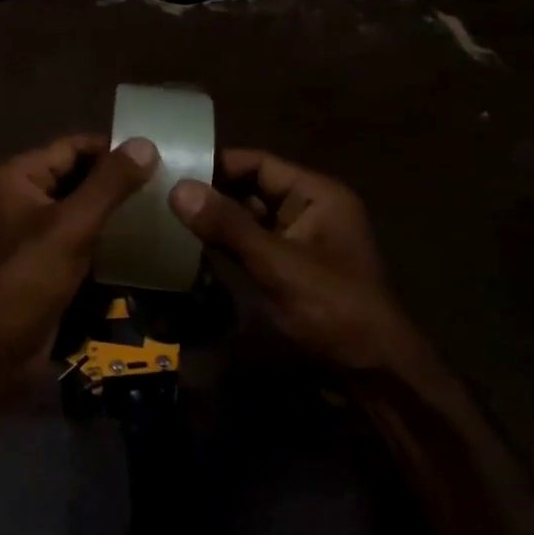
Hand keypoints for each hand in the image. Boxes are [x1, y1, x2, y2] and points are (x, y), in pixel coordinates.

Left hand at [0, 134, 158, 397]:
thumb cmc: (25, 281)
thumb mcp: (70, 227)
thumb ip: (109, 184)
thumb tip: (146, 143)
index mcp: (18, 178)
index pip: (73, 147)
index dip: (114, 149)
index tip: (161, 156)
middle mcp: (22, 199)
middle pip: (78, 177)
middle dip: (118, 183)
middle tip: (169, 186)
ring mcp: (31, 235)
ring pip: (81, 212)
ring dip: (116, 214)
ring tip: (163, 212)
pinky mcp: (43, 267)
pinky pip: (79, 242)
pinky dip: (106, 242)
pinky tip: (143, 247)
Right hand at [168, 149, 428, 374]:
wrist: (373, 371)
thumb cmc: (332, 308)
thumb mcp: (278, 264)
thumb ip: (228, 226)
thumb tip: (178, 188)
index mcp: (317, 195)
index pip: (259, 163)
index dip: (217, 164)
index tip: (171, 168)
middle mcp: (308, 209)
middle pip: (251, 188)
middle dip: (211, 192)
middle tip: (160, 192)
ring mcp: (298, 240)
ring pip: (247, 218)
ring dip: (214, 219)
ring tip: (166, 215)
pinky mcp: (287, 268)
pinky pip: (250, 244)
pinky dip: (224, 243)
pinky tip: (189, 245)